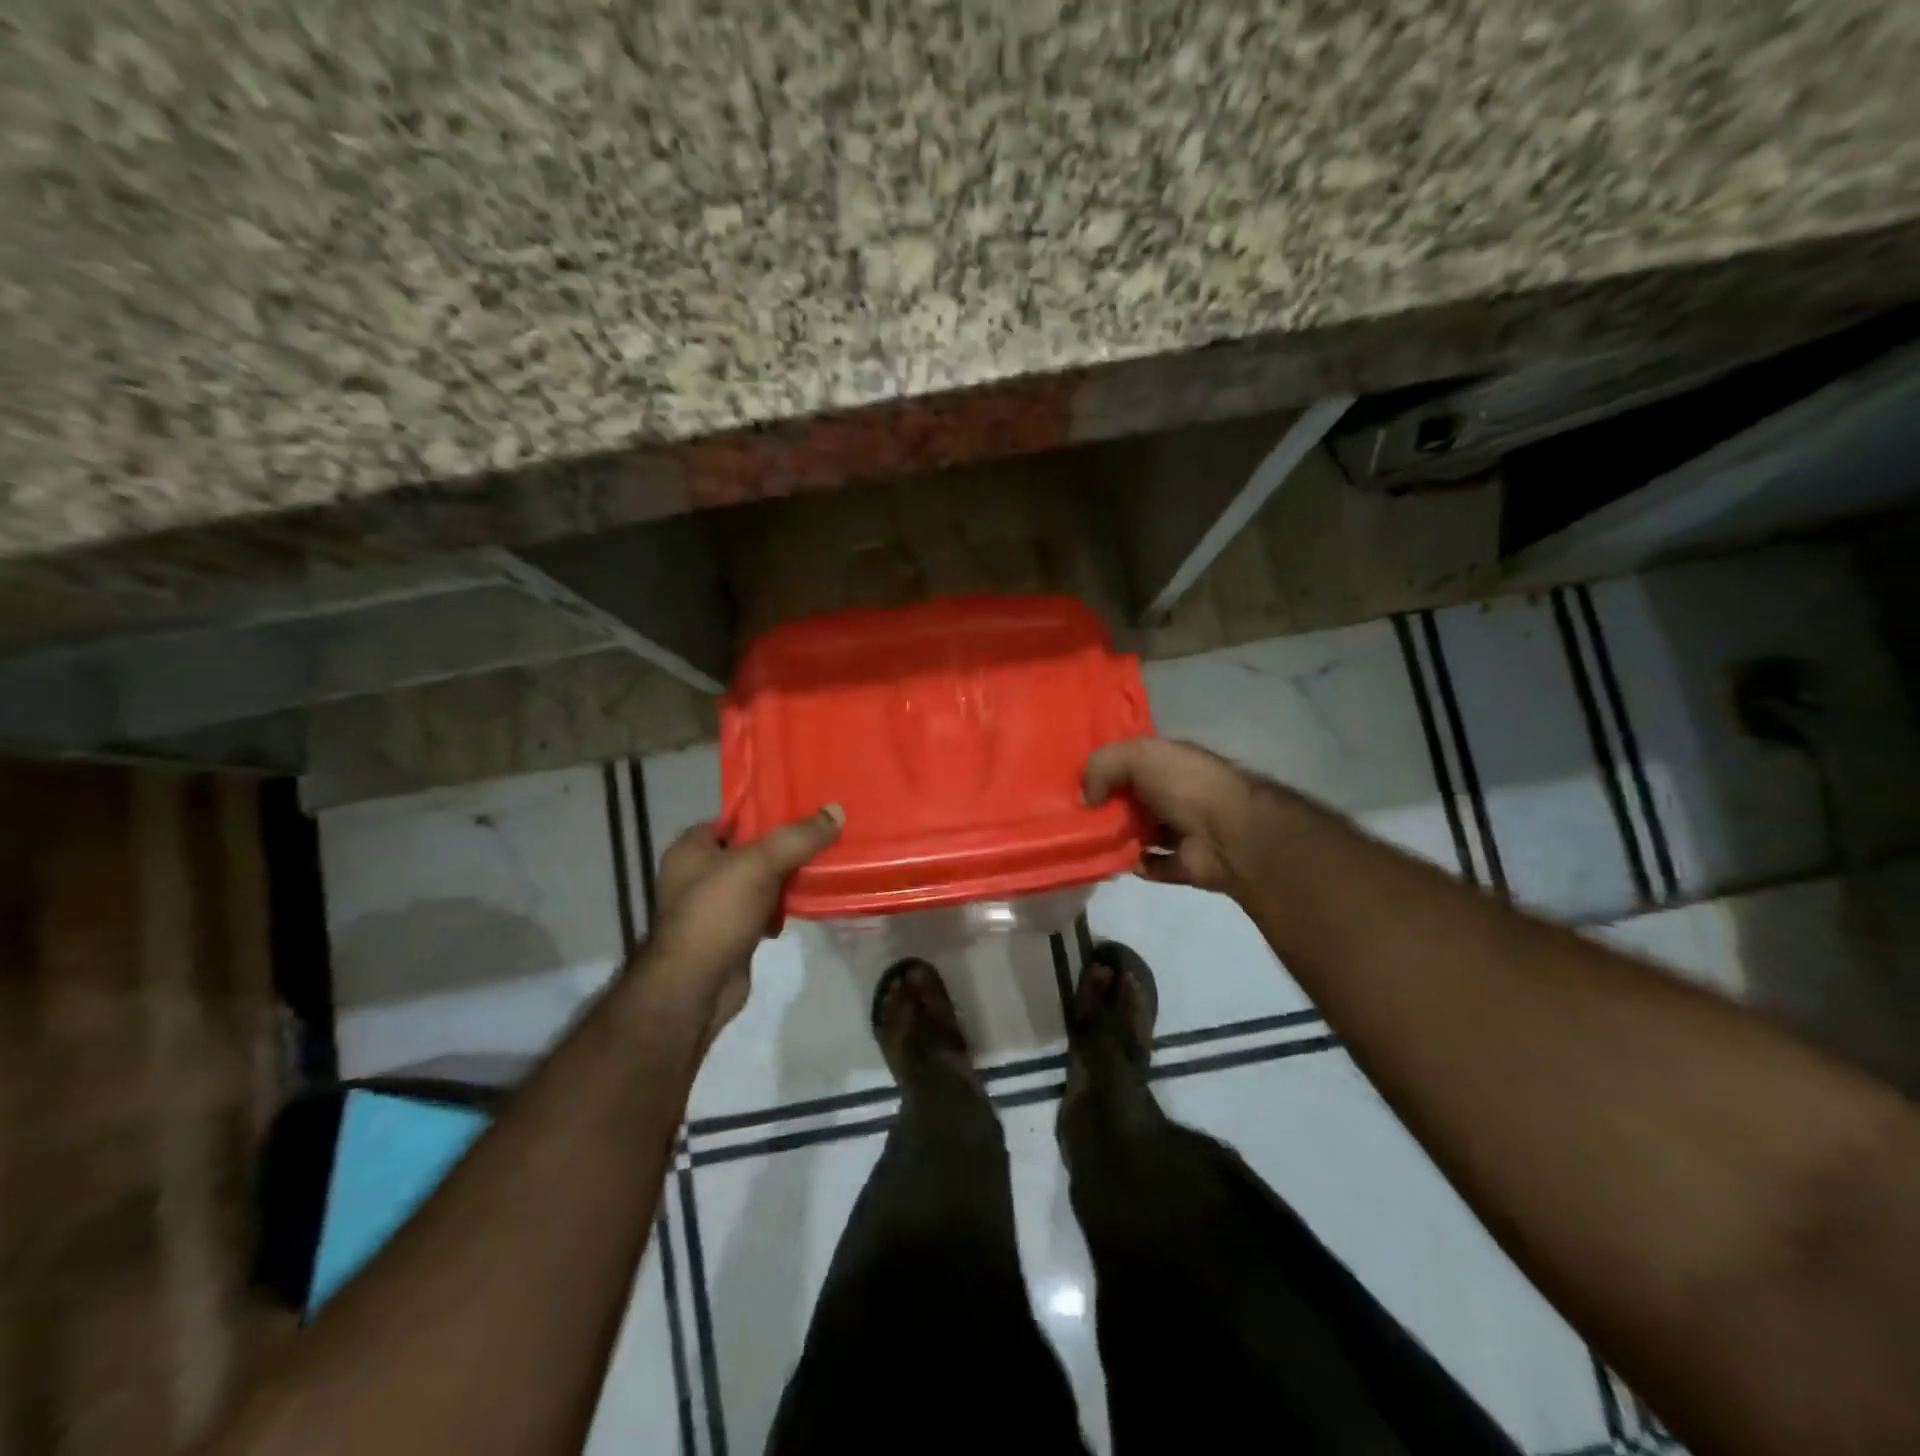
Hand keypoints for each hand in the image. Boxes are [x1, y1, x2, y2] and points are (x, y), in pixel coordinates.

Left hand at [647, 805, 843, 1044]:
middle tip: (821, 839)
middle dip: (784, 848)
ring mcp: (712, 907)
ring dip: (786, 880)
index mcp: (691, 849)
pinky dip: (780, 909)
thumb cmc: (718, 912)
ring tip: (821, 868)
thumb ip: (799, 837)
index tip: (803, 810)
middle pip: (750, 850)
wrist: (697, 987)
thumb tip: (836, 810)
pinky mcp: (729, 935)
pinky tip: (804, 906)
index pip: (733, 819)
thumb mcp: (760, 863)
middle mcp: (696, 875)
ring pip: (759, 882)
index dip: (766, 813)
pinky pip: (761, 910)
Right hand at [1084, 737, 1263, 895]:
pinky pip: (1150, 865)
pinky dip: (1132, 864)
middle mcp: (1175, 794)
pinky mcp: (1182, 864)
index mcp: (1169, 763)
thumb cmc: (1184, 784)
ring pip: (1138, 833)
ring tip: (1084, 841)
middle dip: (1103, 807)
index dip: (1103, 769)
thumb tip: (1085, 798)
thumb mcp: (1139, 755)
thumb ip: (1102, 765)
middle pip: (1130, 800)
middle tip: (1070, 817)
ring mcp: (1181, 831)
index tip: (1072, 782)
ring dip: (1115, 838)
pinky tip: (1112, 862)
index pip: (1130, 762)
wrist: (1229, 832)